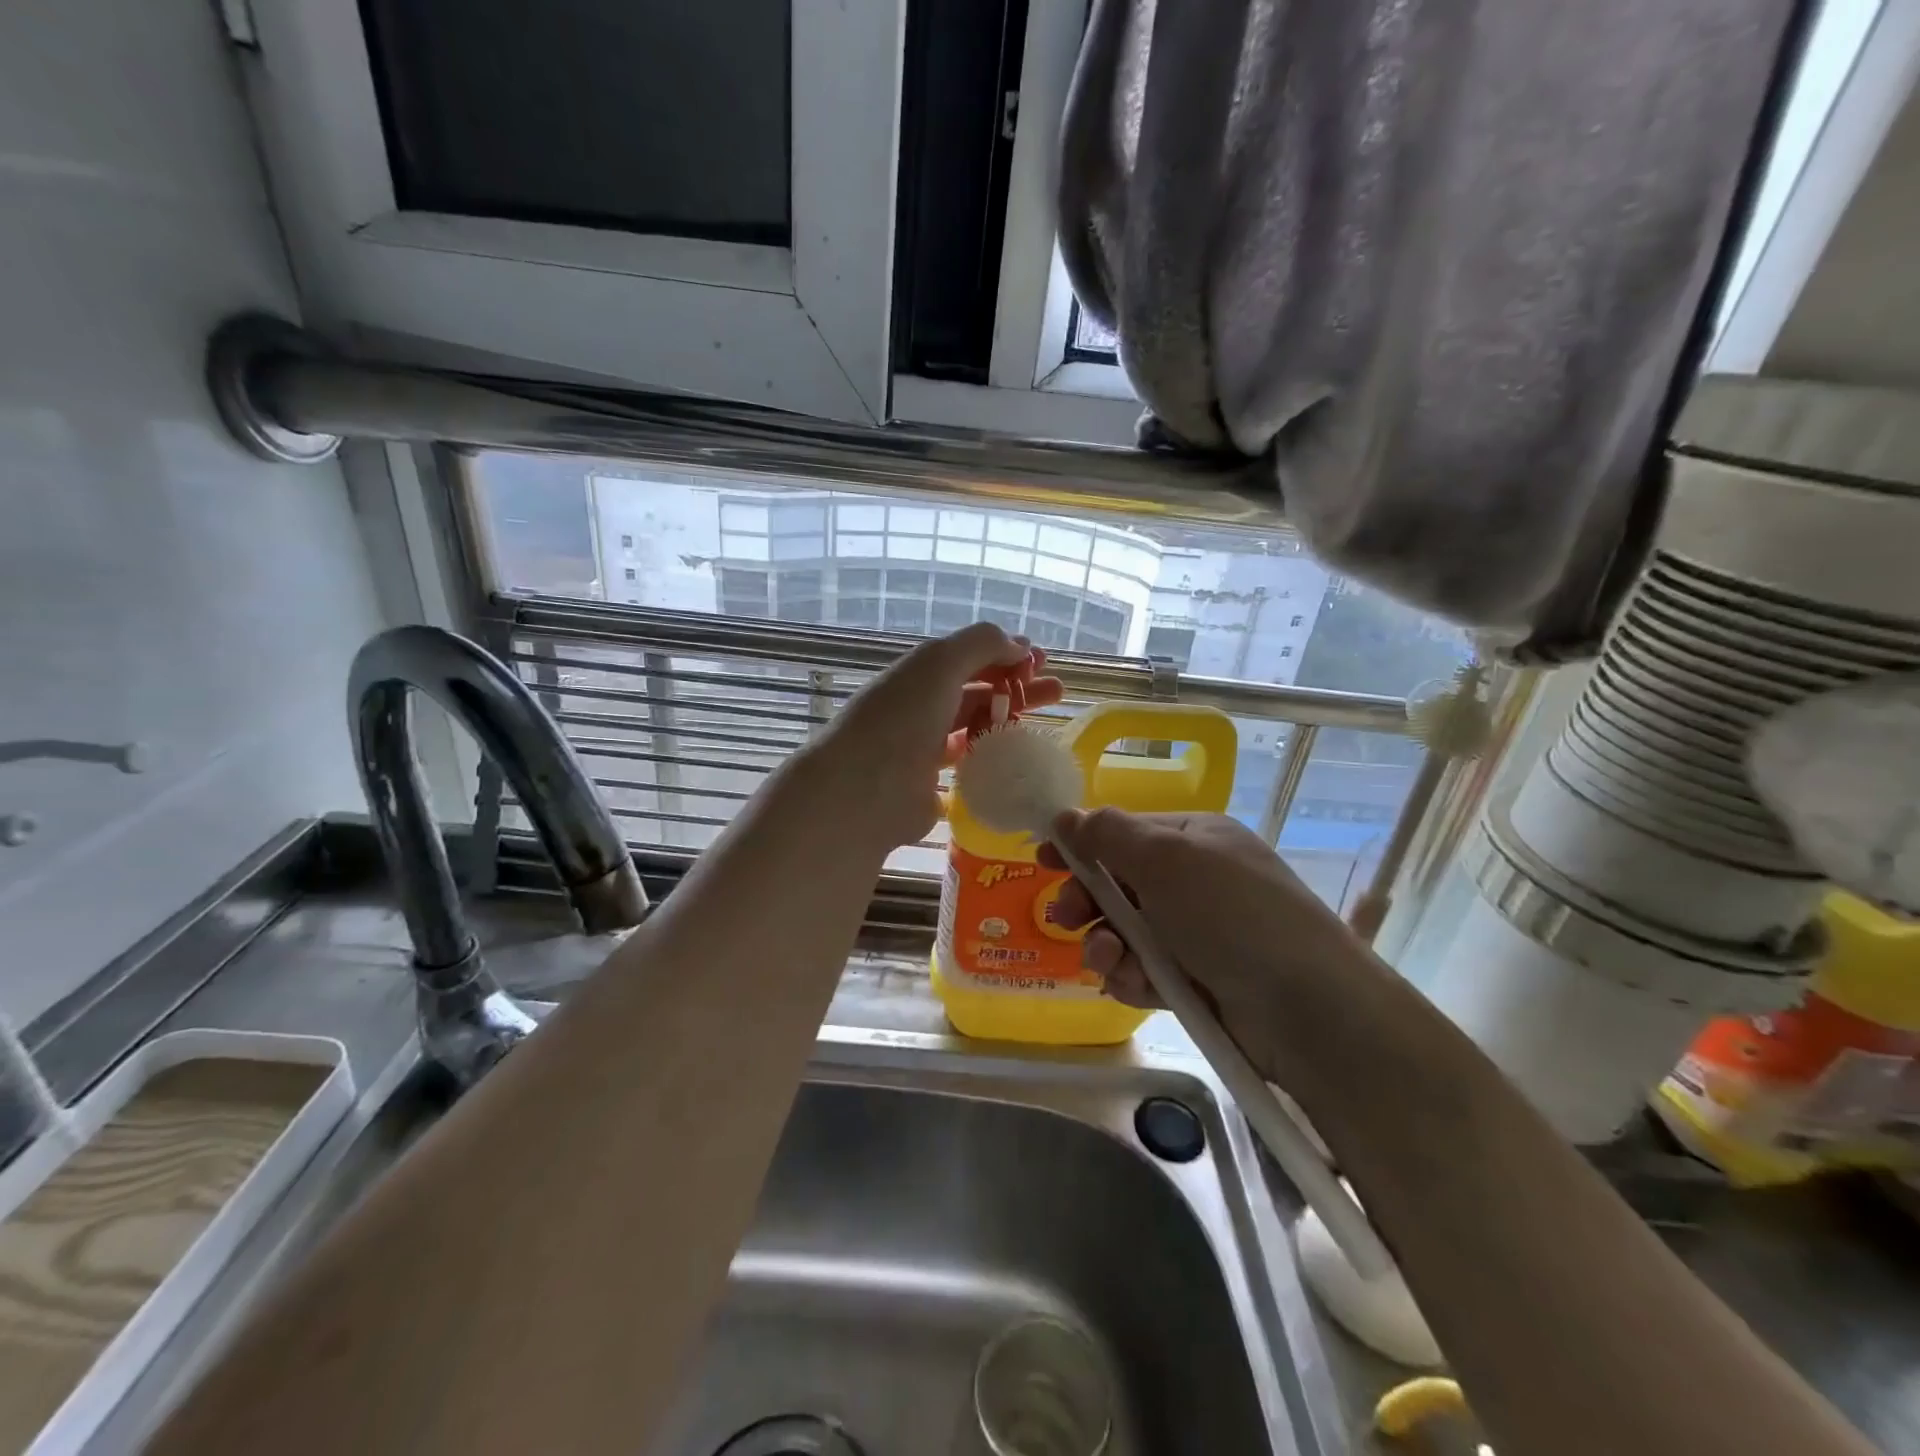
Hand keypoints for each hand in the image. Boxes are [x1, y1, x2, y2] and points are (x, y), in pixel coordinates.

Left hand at [807, 622, 1063, 849]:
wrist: (864, 790)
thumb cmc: (902, 718)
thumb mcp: (940, 663)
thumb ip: (981, 644)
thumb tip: (1019, 645)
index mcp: (920, 672)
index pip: (970, 655)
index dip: (1006, 653)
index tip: (1041, 661)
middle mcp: (922, 705)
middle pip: (978, 690)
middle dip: (1018, 686)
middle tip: (1057, 693)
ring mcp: (925, 746)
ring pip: (976, 726)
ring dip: (1009, 721)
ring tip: (1046, 725)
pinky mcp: (931, 784)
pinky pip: (970, 763)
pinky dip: (993, 756)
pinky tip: (1018, 759)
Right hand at [1042, 809, 1370, 1077]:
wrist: (1307, 1008)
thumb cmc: (1232, 914)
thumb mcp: (1167, 859)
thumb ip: (1109, 835)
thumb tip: (1066, 815)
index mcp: (1194, 839)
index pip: (1124, 832)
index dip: (1082, 843)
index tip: (1043, 857)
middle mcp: (1194, 882)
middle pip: (1118, 884)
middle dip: (1087, 900)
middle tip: (1062, 917)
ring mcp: (1197, 934)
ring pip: (1125, 933)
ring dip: (1106, 944)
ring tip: (1110, 960)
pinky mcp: (1196, 982)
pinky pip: (1143, 971)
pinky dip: (1132, 978)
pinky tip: (1136, 986)